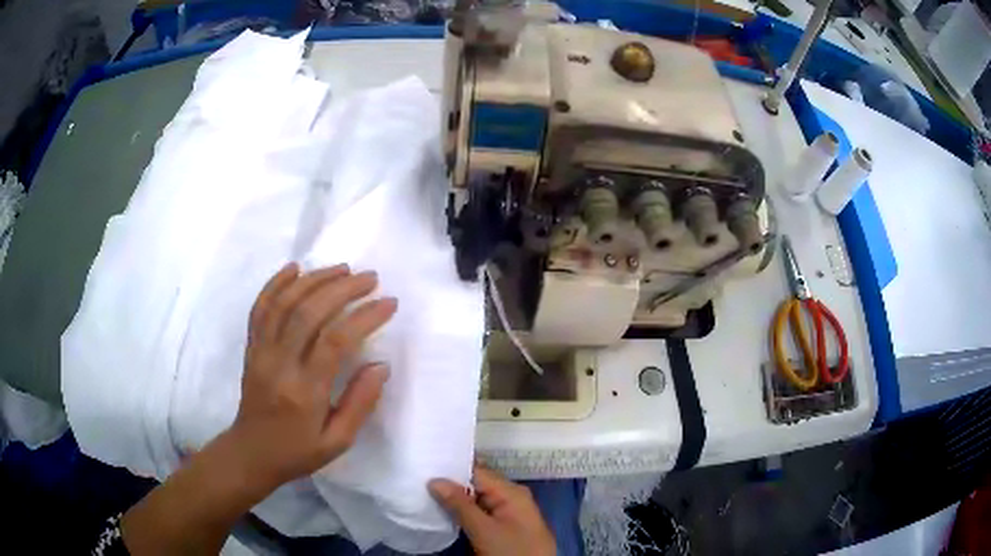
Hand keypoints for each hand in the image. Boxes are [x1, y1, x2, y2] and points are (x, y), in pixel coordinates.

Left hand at [231, 262, 397, 487]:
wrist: (251, 452)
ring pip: (285, 303)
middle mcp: (279, 364)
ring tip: (342, 269)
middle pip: (309, 312)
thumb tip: (381, 366)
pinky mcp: (251, 347)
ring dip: (314, 280)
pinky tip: (295, 268)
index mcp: (305, 392)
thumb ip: (360, 403)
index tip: (388, 303)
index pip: (336, 341)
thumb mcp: (338, 441)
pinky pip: (260, 307)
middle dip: (343, 288)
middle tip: (370, 278)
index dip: (364, 316)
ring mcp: (261, 351)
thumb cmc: (298, 452)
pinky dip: (276, 283)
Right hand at [429, 465, 555, 555]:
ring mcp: (508, 514)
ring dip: (455, 499)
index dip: (451, 468)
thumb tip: (435, 480)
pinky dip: (463, 512)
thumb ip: (460, 504)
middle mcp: (511, 498)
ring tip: (425, 493)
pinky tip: (444, 511)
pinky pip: (480, 513)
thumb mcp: (484, 530)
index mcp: (511, 492)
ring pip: (476, 500)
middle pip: (476, 484)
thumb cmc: (511, 551)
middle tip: (420, 480)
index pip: (477, 471)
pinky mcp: (503, 528)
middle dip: (451, 484)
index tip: (425, 464)